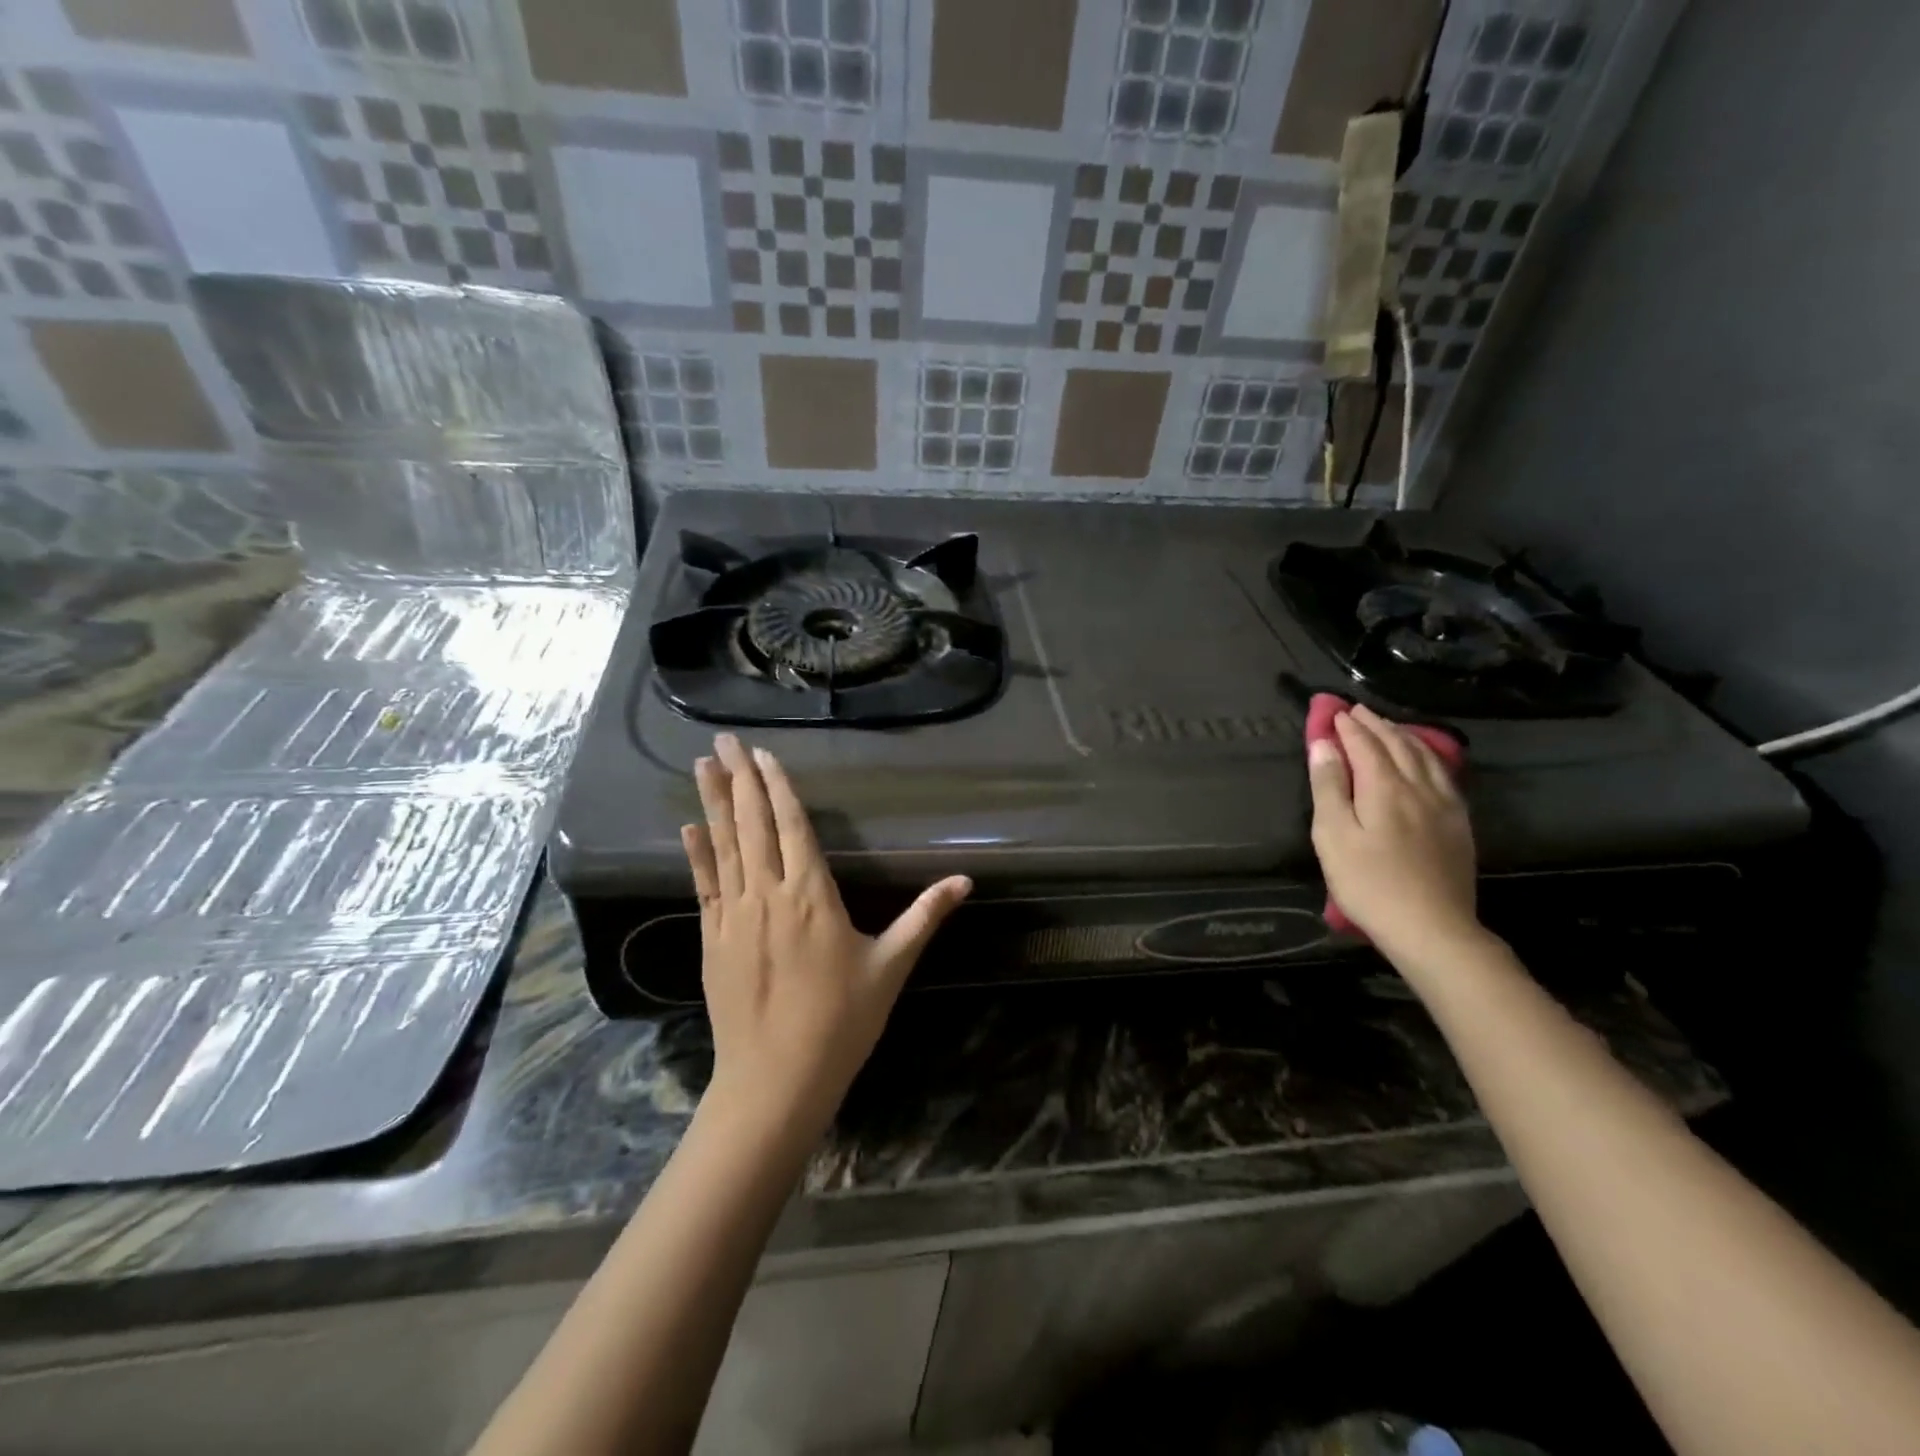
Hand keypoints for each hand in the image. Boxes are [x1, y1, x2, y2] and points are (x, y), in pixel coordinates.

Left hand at [684, 734, 970, 1135]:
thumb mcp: (891, 966)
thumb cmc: (841, 1021)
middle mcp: (768, 893)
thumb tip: (966, 880)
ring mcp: (734, 915)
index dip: (777, 786)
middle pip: (752, 824)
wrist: (776, 1080)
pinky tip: (688, 828)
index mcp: (812, 894)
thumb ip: (924, 916)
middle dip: (739, 777)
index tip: (763, 753)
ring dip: (712, 802)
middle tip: (723, 739)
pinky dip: (697, 854)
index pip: (793, 825)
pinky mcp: (712, 939)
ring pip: (723, 846)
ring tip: (702, 765)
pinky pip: (704, 885)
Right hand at [1308, 704, 1481, 966]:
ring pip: (1425, 757)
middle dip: (1375, 725)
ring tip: (1388, 727)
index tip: (1334, 711)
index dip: (1348, 727)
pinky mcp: (1458, 825)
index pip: (1365, 745)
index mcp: (1385, 787)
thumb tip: (1324, 744)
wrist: (1433, 929)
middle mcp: (1419, 787)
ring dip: (1403, 736)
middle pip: (1397, 745)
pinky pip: (1444, 776)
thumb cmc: (1369, 883)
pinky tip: (1425, 761)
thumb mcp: (1333, 835)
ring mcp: (1444, 806)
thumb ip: (1329, 787)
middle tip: (1357, 711)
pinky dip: (1428, 757)